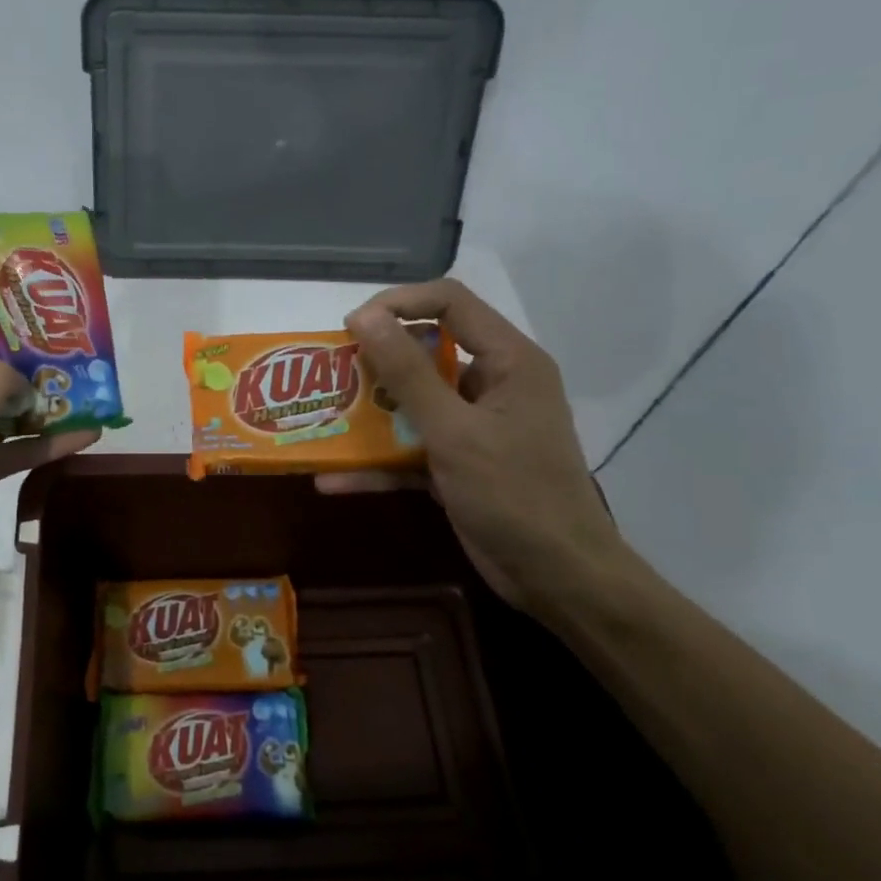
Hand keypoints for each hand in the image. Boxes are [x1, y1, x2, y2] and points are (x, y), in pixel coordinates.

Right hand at [320, 279, 625, 610]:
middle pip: (426, 352)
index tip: (351, 326)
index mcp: (508, 361)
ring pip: (414, 404)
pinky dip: (379, 463)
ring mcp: (475, 426)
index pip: (450, 303)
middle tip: (331, 374)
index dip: (398, 303)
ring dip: (370, 415)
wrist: (556, 577)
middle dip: (375, 363)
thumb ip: (407, 373)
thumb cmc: (514, 493)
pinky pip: (413, 450)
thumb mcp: (454, 431)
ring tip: (324, 419)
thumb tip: (364, 316)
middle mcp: (492, 384)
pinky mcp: (460, 463)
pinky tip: (333, 479)